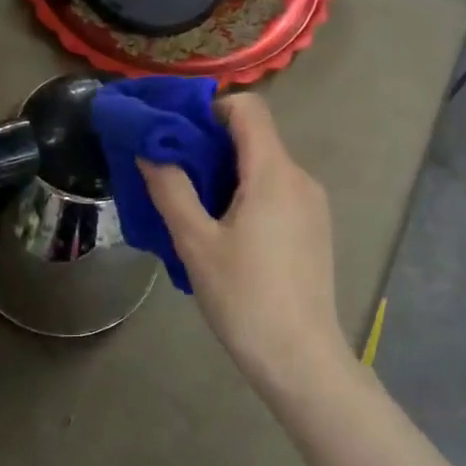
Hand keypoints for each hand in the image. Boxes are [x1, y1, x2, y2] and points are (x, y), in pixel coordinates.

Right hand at [140, 94, 352, 395]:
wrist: (300, 358)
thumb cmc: (244, 297)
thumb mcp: (195, 242)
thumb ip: (171, 189)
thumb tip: (149, 150)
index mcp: (273, 173)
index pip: (248, 108)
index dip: (211, 108)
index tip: (178, 133)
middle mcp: (300, 178)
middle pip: (255, 137)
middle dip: (212, 145)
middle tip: (174, 173)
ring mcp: (313, 204)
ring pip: (265, 166)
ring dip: (228, 173)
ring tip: (195, 209)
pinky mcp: (315, 228)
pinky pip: (278, 191)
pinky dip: (249, 194)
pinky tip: (227, 233)